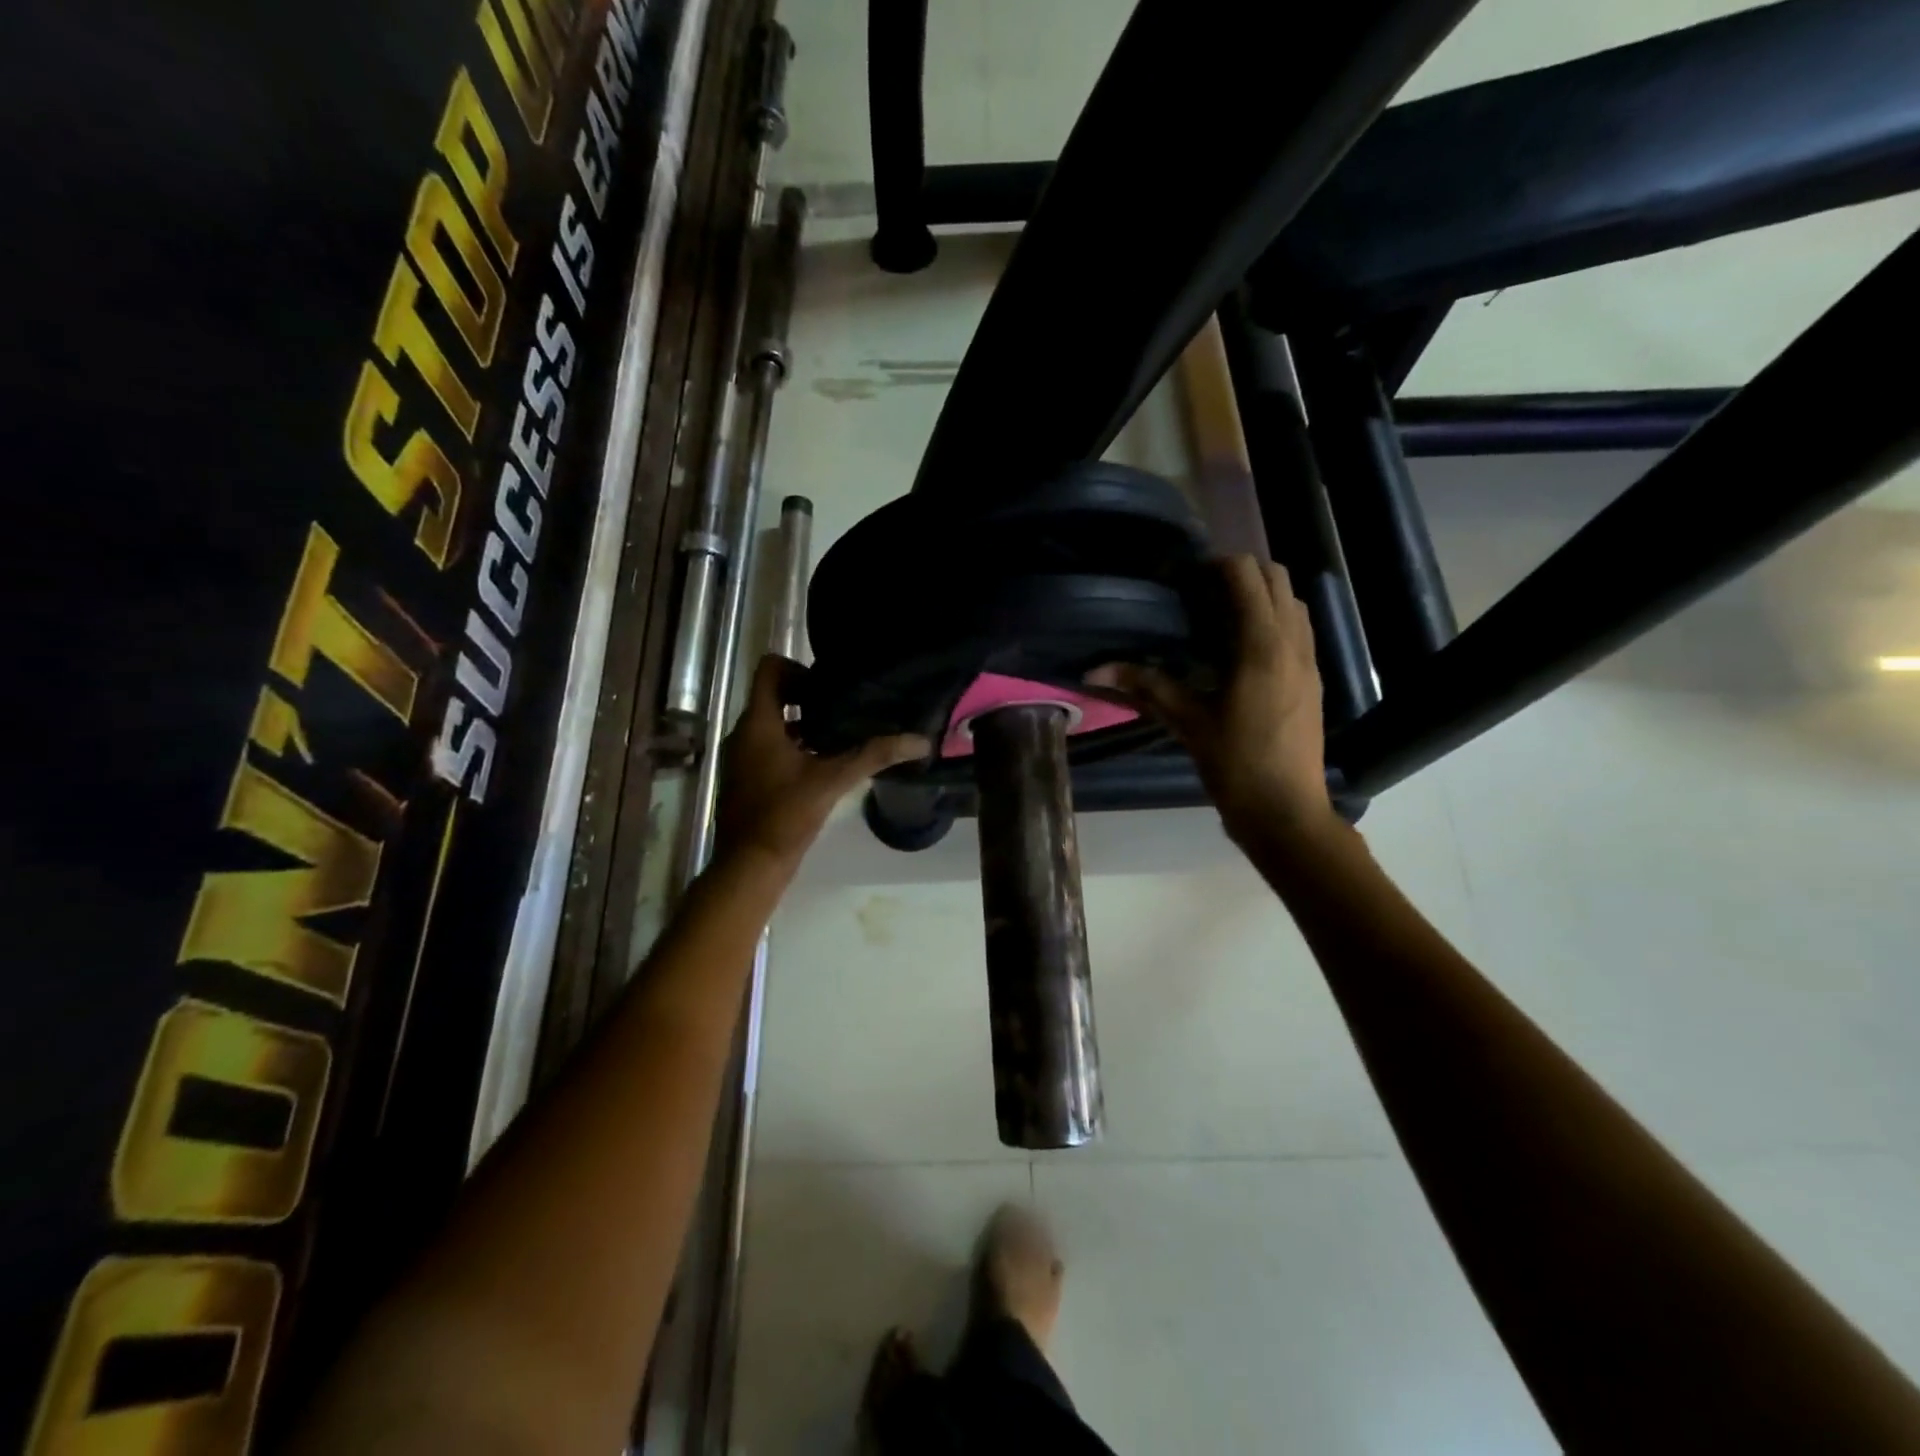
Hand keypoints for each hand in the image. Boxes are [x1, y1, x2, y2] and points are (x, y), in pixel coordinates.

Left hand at [716, 655, 929, 869]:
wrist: (749, 865)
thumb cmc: (785, 815)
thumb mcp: (833, 780)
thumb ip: (874, 756)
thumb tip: (920, 741)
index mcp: (758, 723)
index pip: (770, 669)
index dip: (799, 668)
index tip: (830, 688)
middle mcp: (744, 733)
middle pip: (774, 696)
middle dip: (809, 698)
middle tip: (845, 709)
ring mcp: (742, 757)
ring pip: (773, 724)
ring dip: (803, 725)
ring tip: (840, 736)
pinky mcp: (746, 778)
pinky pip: (769, 747)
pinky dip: (794, 747)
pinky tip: (823, 765)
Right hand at [1093, 555, 1337, 849]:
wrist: (1287, 811)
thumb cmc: (1236, 765)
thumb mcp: (1188, 723)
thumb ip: (1146, 687)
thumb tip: (1095, 671)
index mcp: (1263, 647)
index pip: (1248, 576)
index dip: (1217, 565)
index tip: (1186, 576)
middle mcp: (1293, 643)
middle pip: (1278, 579)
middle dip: (1242, 573)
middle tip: (1202, 590)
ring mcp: (1310, 661)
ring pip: (1294, 603)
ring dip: (1263, 595)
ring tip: (1222, 614)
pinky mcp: (1313, 680)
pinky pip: (1299, 630)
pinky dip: (1275, 620)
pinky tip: (1242, 648)